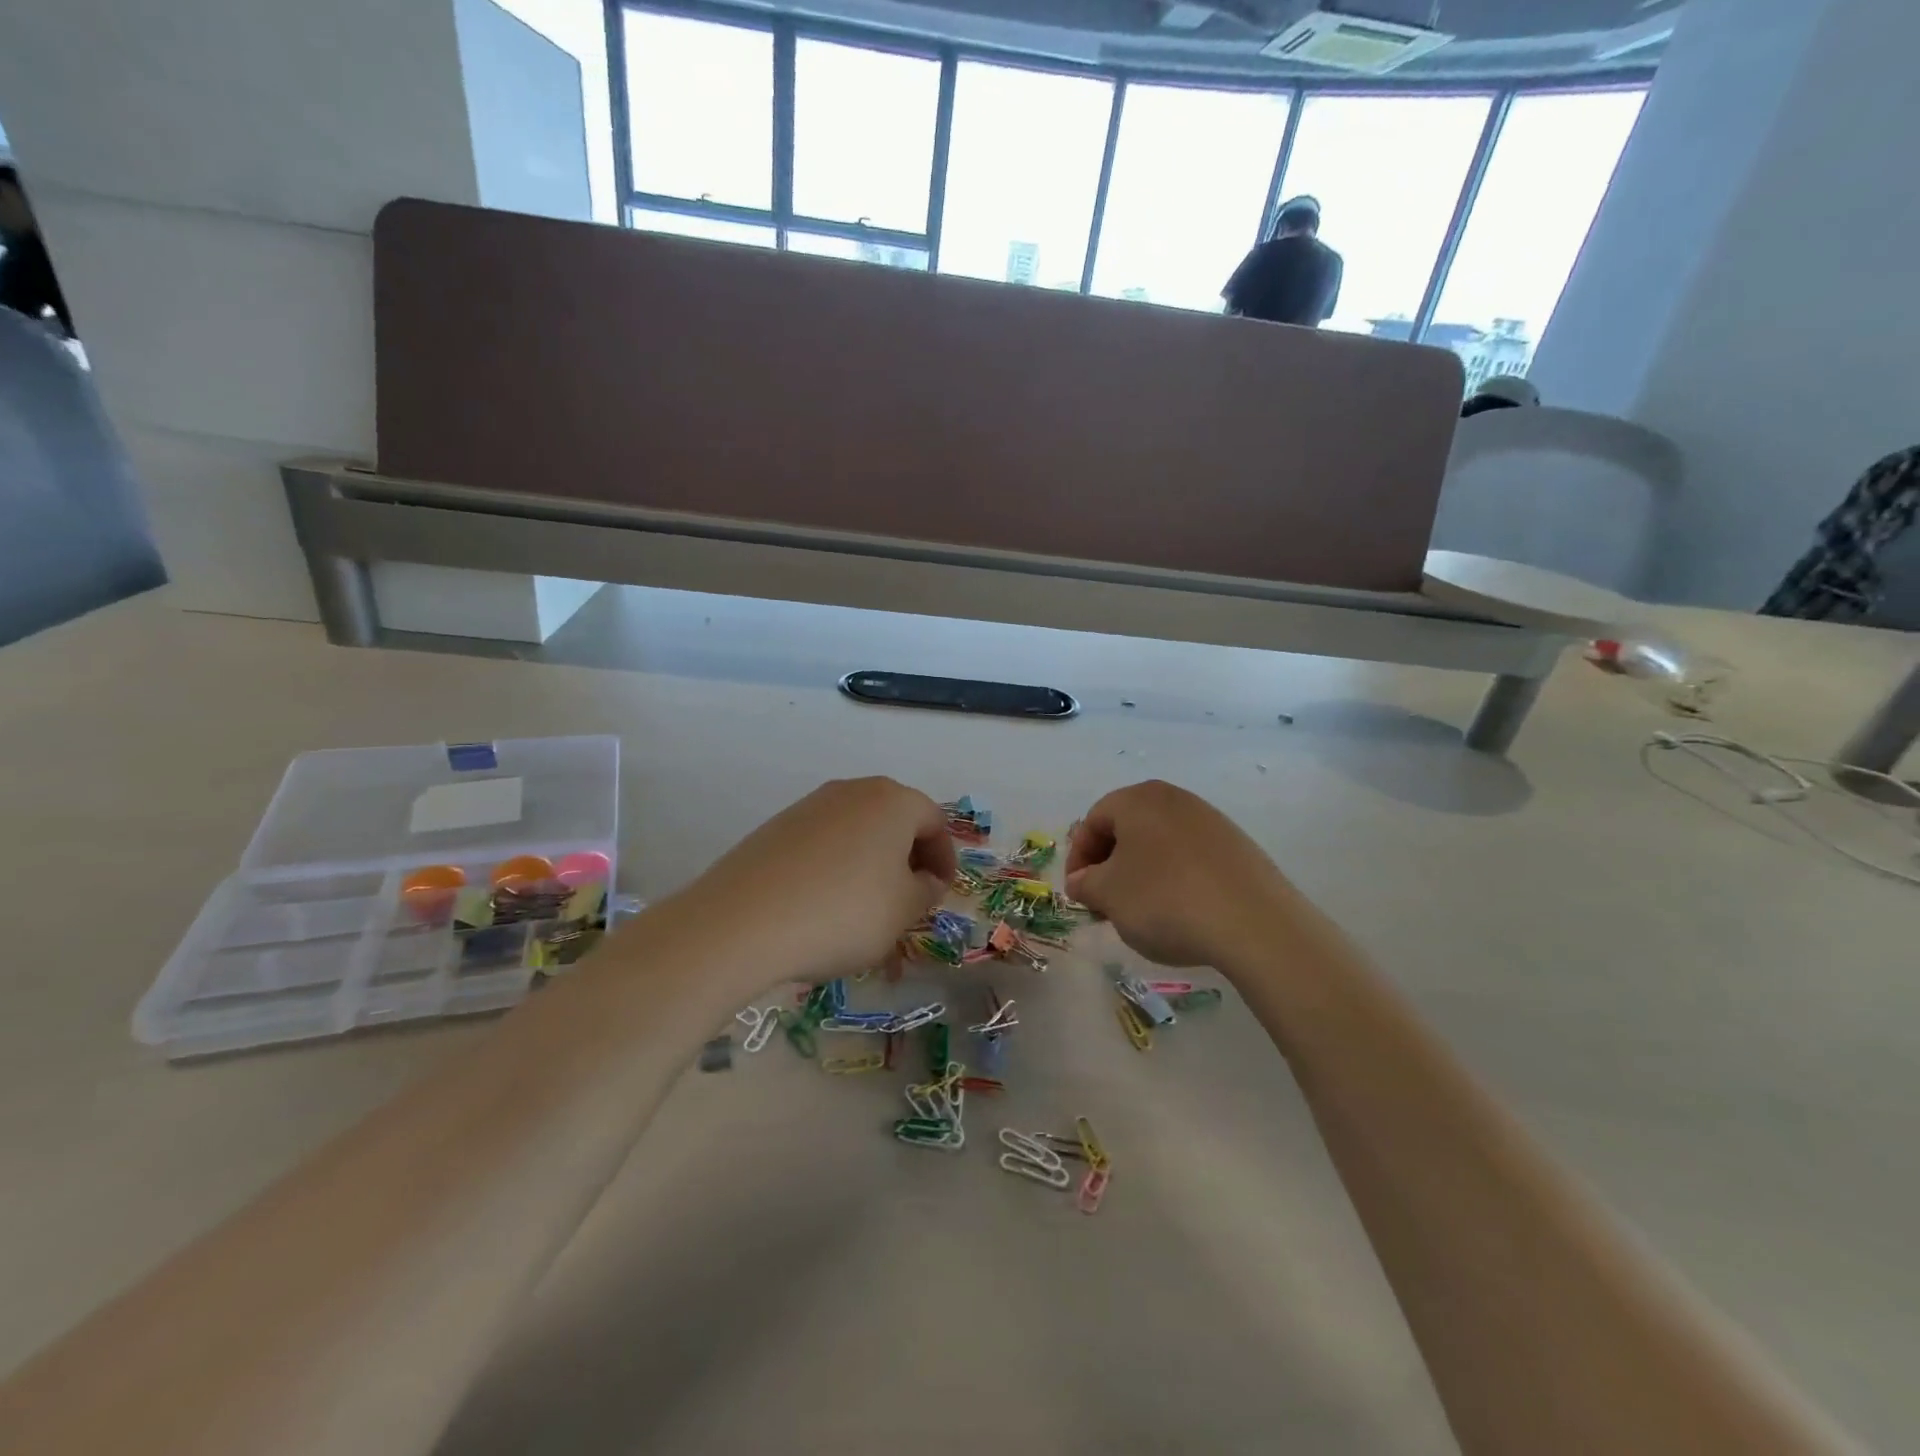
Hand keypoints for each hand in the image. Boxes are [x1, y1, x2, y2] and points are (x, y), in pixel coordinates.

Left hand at [677, 777, 956, 985]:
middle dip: (908, 859)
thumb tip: (924, 880)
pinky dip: (836, 868)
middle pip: (895, 820)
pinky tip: (824, 906)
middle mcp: (852, 791)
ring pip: (857, 833)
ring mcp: (809, 806)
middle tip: (908, 901)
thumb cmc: (844, 913)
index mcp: (893, 800)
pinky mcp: (776, 828)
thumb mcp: (903, 911)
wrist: (744, 922)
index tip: (939, 894)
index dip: (944, 859)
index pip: (935, 821)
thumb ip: (926, 891)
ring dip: (871, 865)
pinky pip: (823, 844)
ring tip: (866, 910)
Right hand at [1066, 780, 1294, 970]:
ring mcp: (1211, 820)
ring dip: (1142, 873)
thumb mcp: (1108, 895)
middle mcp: (1174, 798)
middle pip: (1127, 829)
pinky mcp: (1237, 846)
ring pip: (1160, 844)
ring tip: (1142, 912)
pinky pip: (1191, 858)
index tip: (1078, 894)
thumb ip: (1085, 884)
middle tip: (1105, 903)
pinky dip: (1175, 879)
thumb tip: (1083, 881)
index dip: (1078, 859)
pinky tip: (1181, 911)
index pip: (1093, 821)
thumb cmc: (1165, 900)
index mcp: (1138, 799)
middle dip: (1110, 866)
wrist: (1253, 923)